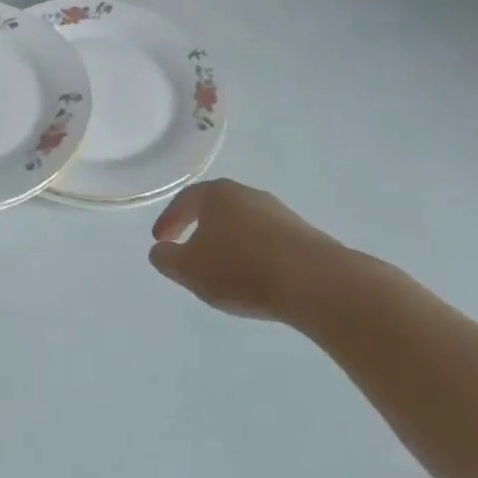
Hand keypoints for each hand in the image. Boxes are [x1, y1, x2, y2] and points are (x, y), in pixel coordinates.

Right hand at [148, 179, 350, 323]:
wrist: (317, 283)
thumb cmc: (241, 269)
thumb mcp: (189, 269)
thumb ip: (167, 259)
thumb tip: (161, 251)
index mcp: (217, 194)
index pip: (185, 201)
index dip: (169, 220)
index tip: (160, 240)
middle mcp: (248, 195)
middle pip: (216, 209)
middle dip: (200, 229)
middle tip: (190, 252)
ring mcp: (279, 213)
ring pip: (243, 225)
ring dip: (229, 244)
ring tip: (223, 272)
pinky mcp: (304, 236)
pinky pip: (267, 242)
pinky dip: (254, 256)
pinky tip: (255, 279)